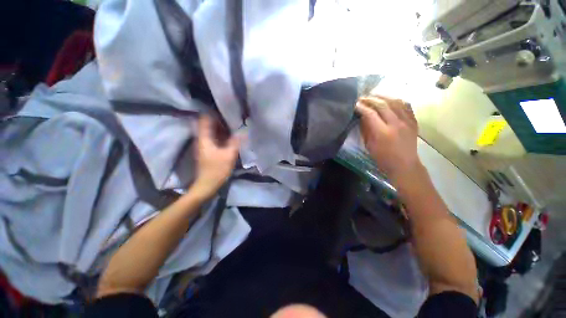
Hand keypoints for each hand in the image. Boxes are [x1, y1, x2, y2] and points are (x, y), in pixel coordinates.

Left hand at [192, 116, 240, 198]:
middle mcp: (202, 140)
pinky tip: (231, 136)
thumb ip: (235, 142)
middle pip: (208, 125)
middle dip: (220, 120)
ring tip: (233, 125)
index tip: (224, 109)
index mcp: (204, 139)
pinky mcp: (209, 151)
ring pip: (212, 132)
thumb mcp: (228, 155)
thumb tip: (242, 131)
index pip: (205, 120)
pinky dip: (222, 136)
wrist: (207, 185)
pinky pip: (215, 139)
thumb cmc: (217, 170)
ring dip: (221, 128)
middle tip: (232, 117)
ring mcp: (205, 146)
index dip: (213, 113)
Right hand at [355, 95, 421, 184]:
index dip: (361, 107)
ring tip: (374, 95)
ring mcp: (407, 121)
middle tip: (362, 98)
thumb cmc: (383, 158)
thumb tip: (361, 116)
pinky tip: (389, 100)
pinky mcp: (413, 121)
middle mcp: (396, 124)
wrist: (405, 165)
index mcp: (383, 133)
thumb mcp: (369, 145)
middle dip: (370, 99)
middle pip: (382, 105)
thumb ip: (365, 129)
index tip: (354, 104)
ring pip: (395, 102)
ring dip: (383, 97)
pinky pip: (406, 105)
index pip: (370, 114)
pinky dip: (396, 100)